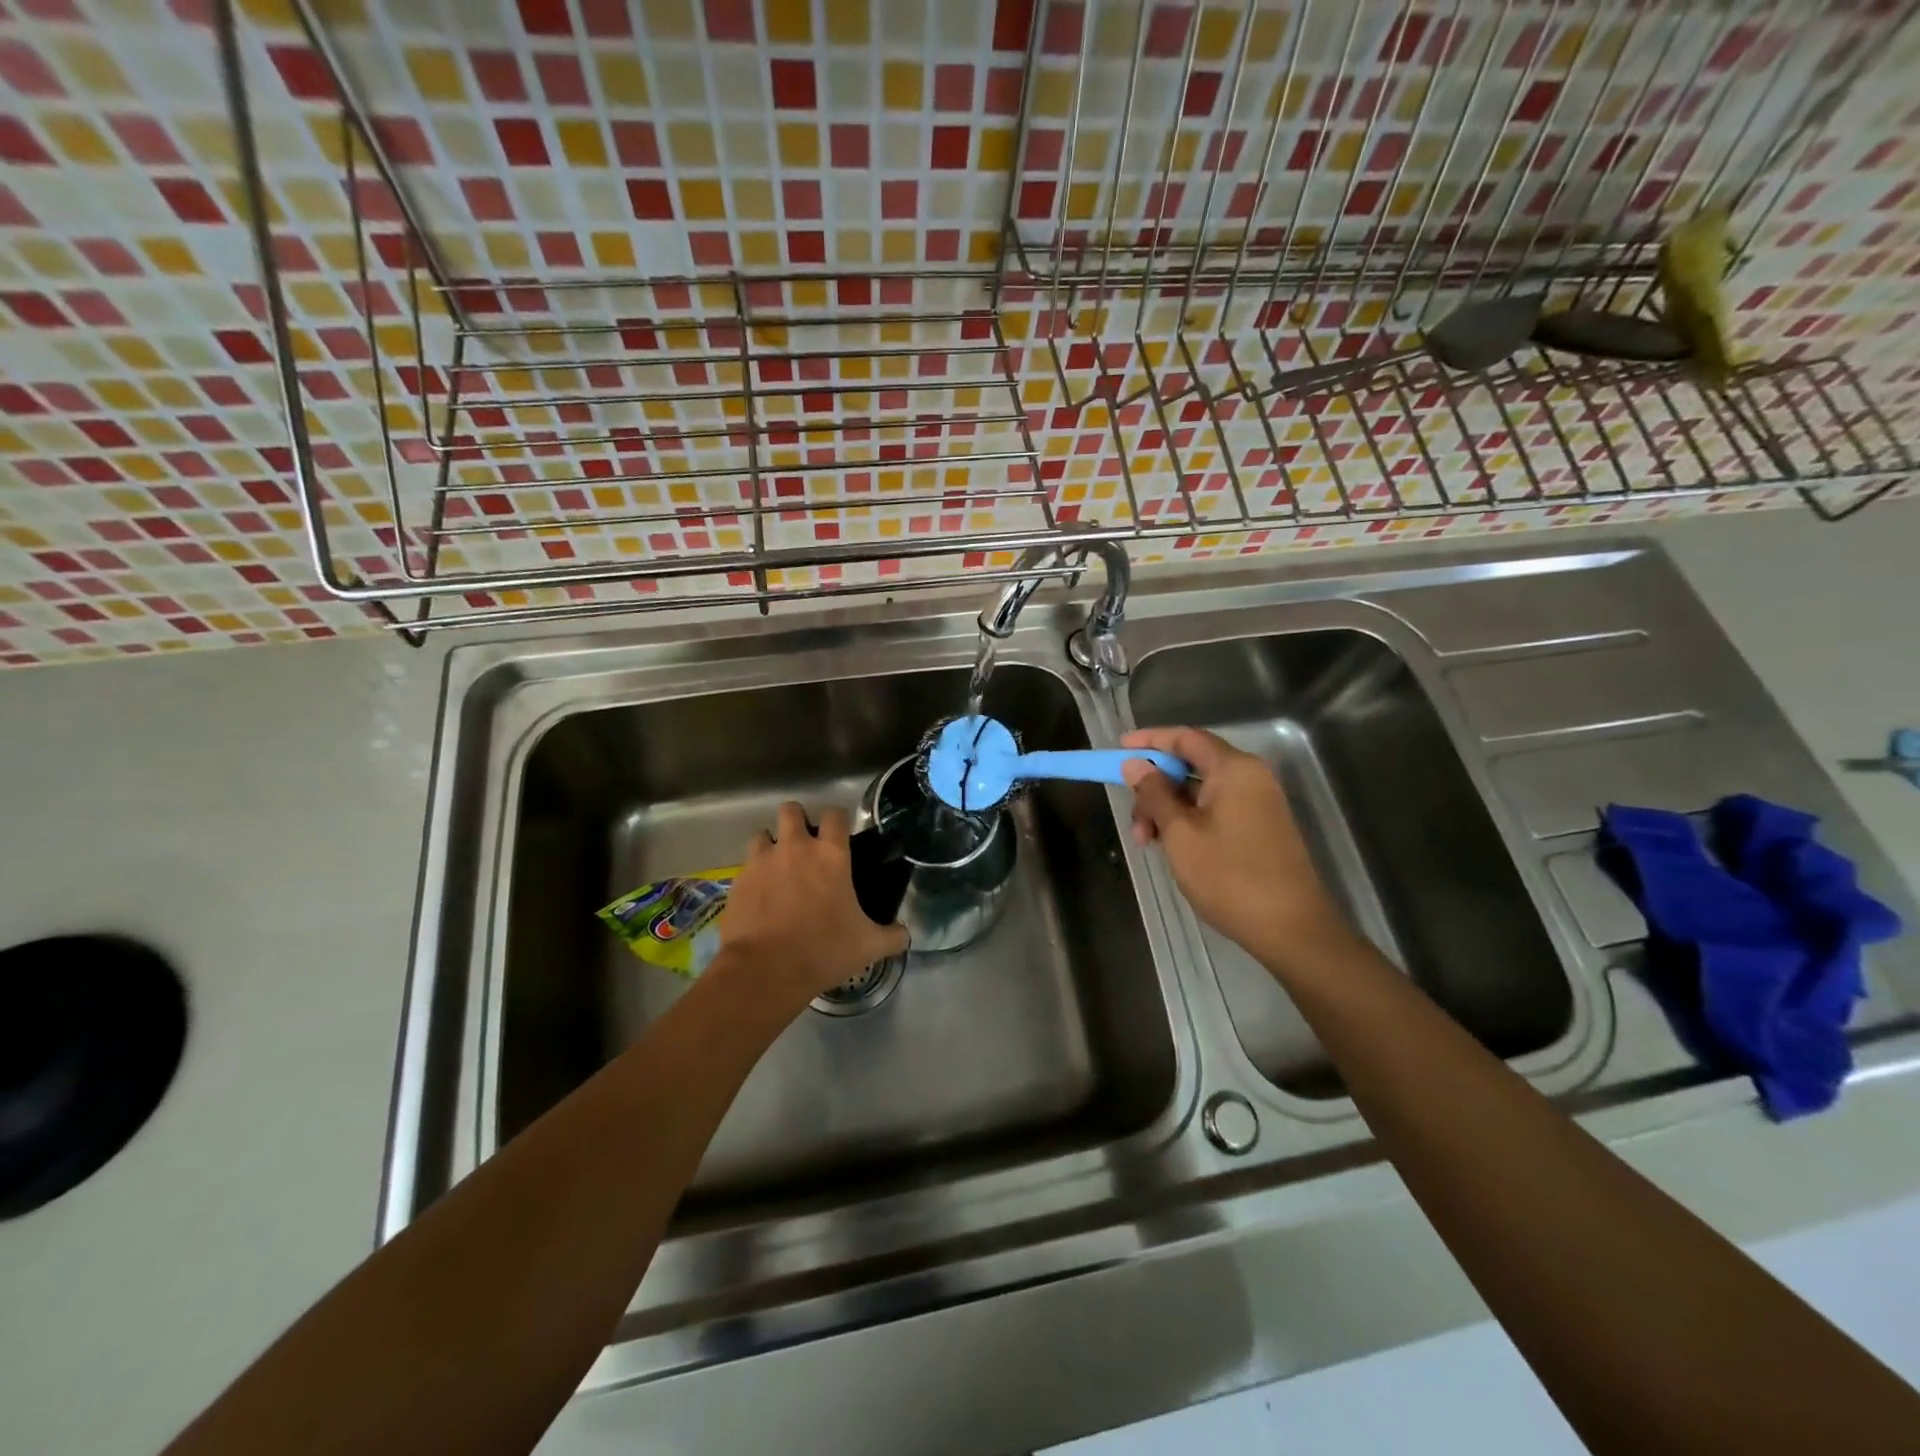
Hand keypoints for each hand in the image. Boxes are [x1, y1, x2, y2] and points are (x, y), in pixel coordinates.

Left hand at [718, 802, 908, 1009]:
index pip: (835, 815)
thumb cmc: (824, 950)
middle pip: (791, 811)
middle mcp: (795, 848)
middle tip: (805, 846)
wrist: (765, 970)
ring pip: (762, 835)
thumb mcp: (868, 946)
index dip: (838, 820)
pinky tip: (760, 898)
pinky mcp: (737, 882)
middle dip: (797, 821)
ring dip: (771, 846)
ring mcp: (761, 862)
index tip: (840, 835)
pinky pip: (745, 868)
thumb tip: (905, 935)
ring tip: (778, 869)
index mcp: (830, 855)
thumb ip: (892, 936)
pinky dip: (753, 876)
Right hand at [1121, 727, 1351, 970]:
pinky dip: (1188, 820)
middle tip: (1134, 822)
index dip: (1149, 740)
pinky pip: (1216, 809)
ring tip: (1148, 844)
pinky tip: (1172, 847)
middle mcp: (1250, 777)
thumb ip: (1155, 794)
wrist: (1291, 928)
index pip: (1185, 738)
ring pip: (1201, 791)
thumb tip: (1134, 765)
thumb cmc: (1230, 877)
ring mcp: (1259, 803)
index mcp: (1234, 769)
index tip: (1119, 749)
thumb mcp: (1180, 834)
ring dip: (1168, 809)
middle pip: (1191, 764)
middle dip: (1155, 787)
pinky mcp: (1261, 827)